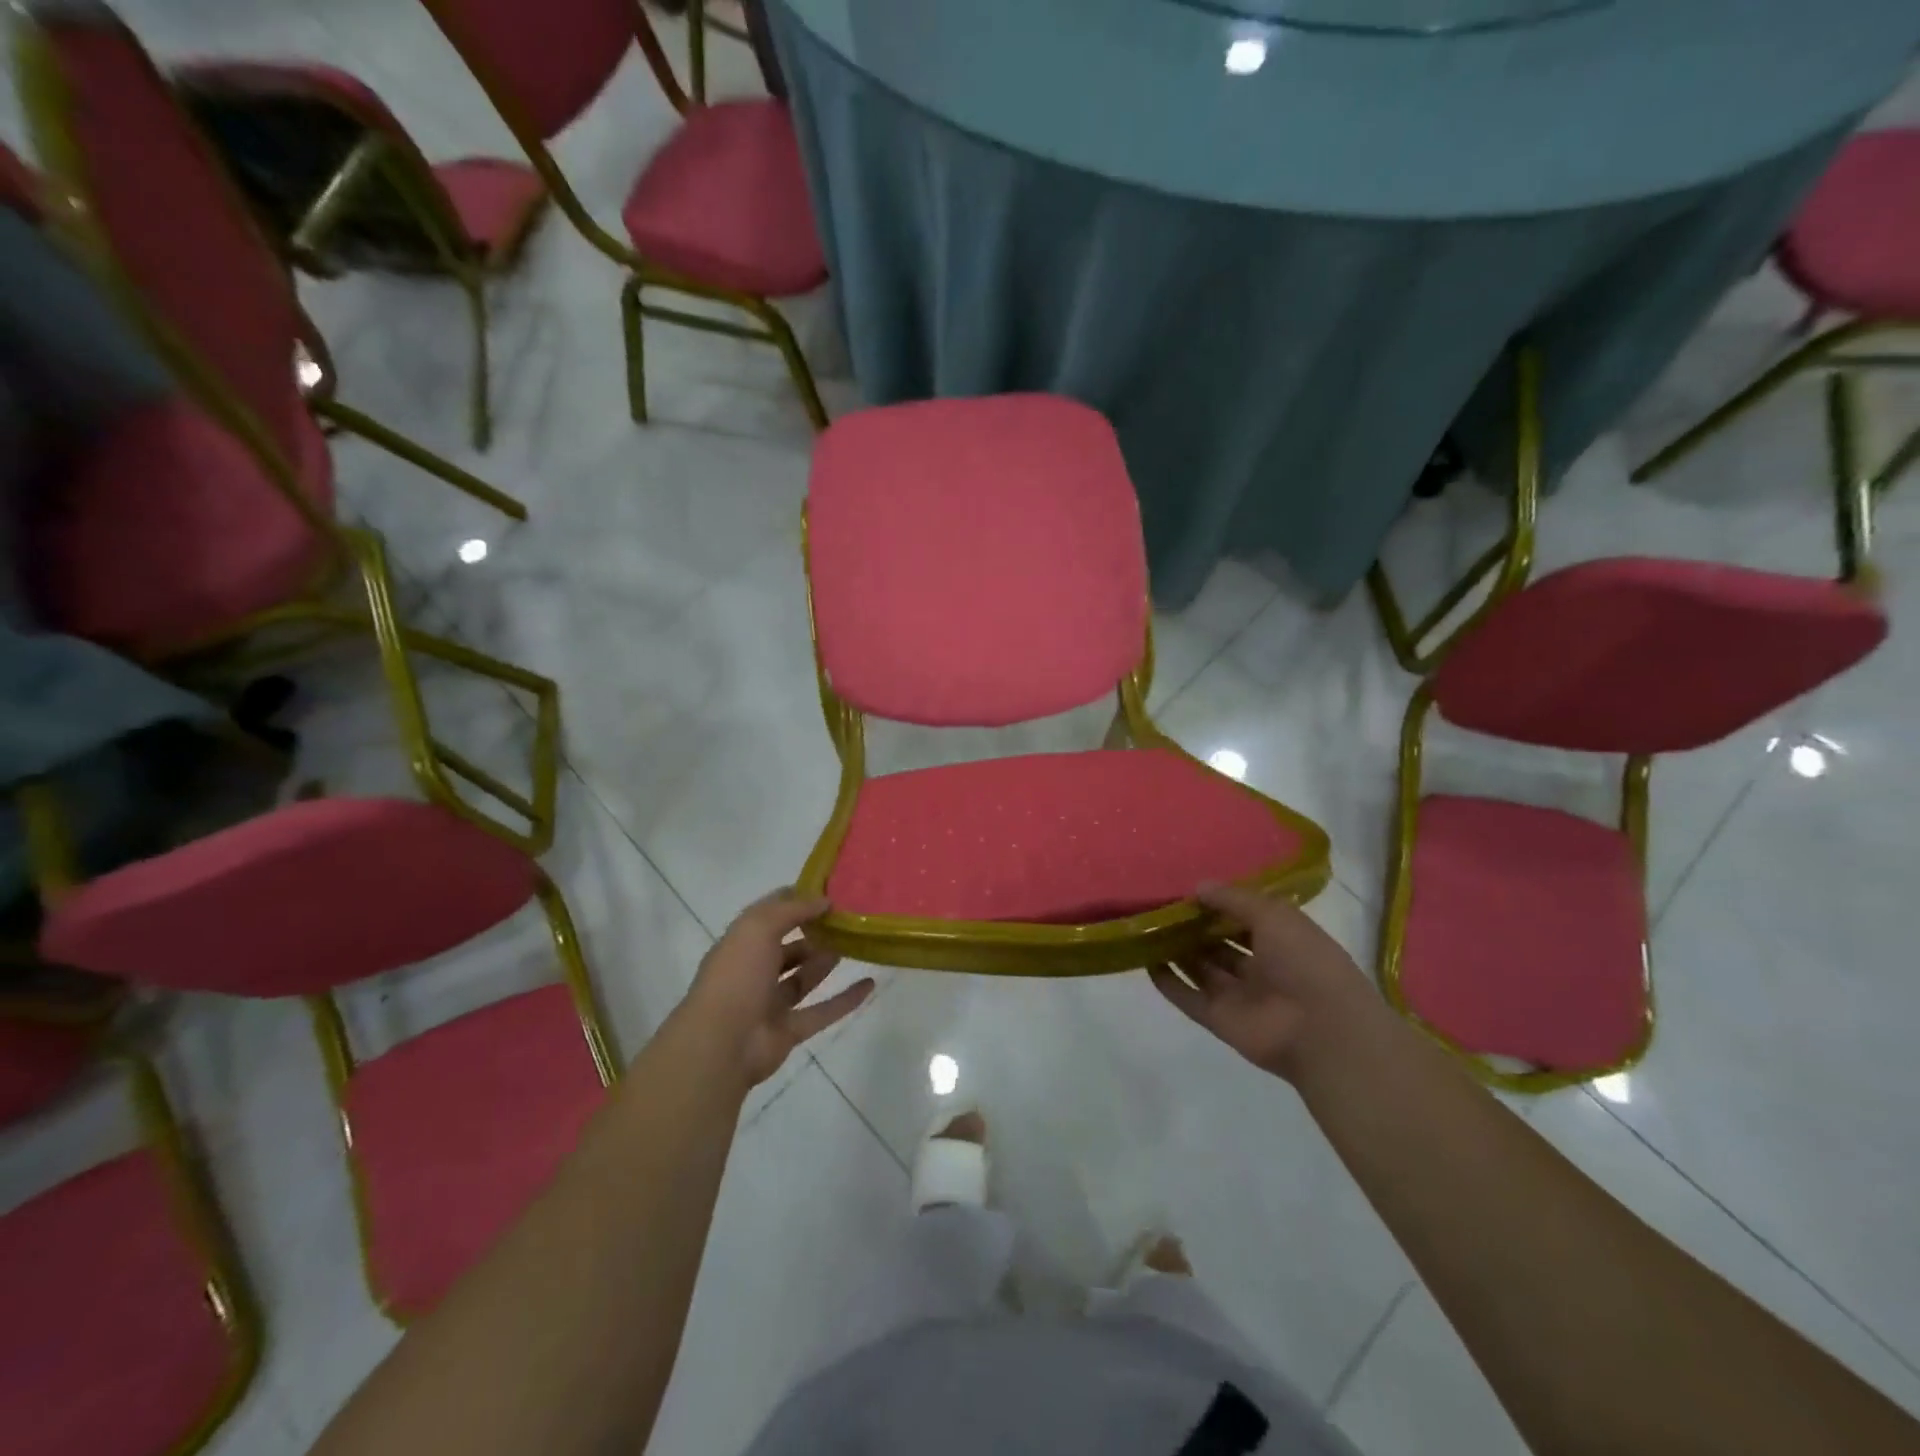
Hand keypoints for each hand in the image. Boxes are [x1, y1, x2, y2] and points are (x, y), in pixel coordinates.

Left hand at [678, 889, 874, 1089]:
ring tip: (855, 943)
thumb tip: (824, 899)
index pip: (769, 916)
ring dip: (826, 961)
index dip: (795, 901)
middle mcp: (753, 972)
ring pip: (803, 978)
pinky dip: (846, 1000)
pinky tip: (870, 984)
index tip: (827, 890)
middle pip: (787, 948)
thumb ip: (792, 909)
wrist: (722, 1045)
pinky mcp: (789, 1031)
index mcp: (740, 945)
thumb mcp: (758, 928)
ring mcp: (770, 1004)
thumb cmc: (736, 977)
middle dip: (812, 933)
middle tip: (846, 919)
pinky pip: (822, 1011)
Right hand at [1149, 881, 1374, 1082]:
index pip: (1245, 917)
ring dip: (1177, 951)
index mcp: (1283, 940)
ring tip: (1146, 928)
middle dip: (1194, 926)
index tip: (1187, 888)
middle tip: (1159, 906)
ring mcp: (1239, 995)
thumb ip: (1234, 899)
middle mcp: (1261, 966)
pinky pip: (1188, 998)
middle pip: (1219, 943)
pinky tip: (1146, 962)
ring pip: (1201, 968)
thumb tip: (1198, 887)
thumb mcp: (1274, 915)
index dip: (1219, 903)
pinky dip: (1168, 983)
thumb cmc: (1305, 963)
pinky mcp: (1219, 1019)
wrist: (1321, 1032)